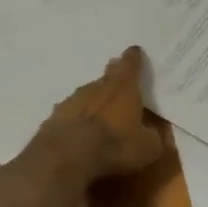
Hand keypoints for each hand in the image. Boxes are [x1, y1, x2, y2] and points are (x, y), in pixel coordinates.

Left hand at [33, 46, 165, 183]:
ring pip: (87, 94)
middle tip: (117, 74)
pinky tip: (78, 127)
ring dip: (94, 98)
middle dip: (113, 74)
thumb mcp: (147, 148)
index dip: (134, 58)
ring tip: (100, 108)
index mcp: (122, 88)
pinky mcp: (54, 116)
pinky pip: (71, 112)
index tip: (135, 51)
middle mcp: (96, 87)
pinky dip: (77, 117)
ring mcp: (72, 99)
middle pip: (106, 76)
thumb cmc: (114, 146)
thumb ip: (152, 137)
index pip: (130, 65)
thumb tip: (152, 133)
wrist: (66, 155)